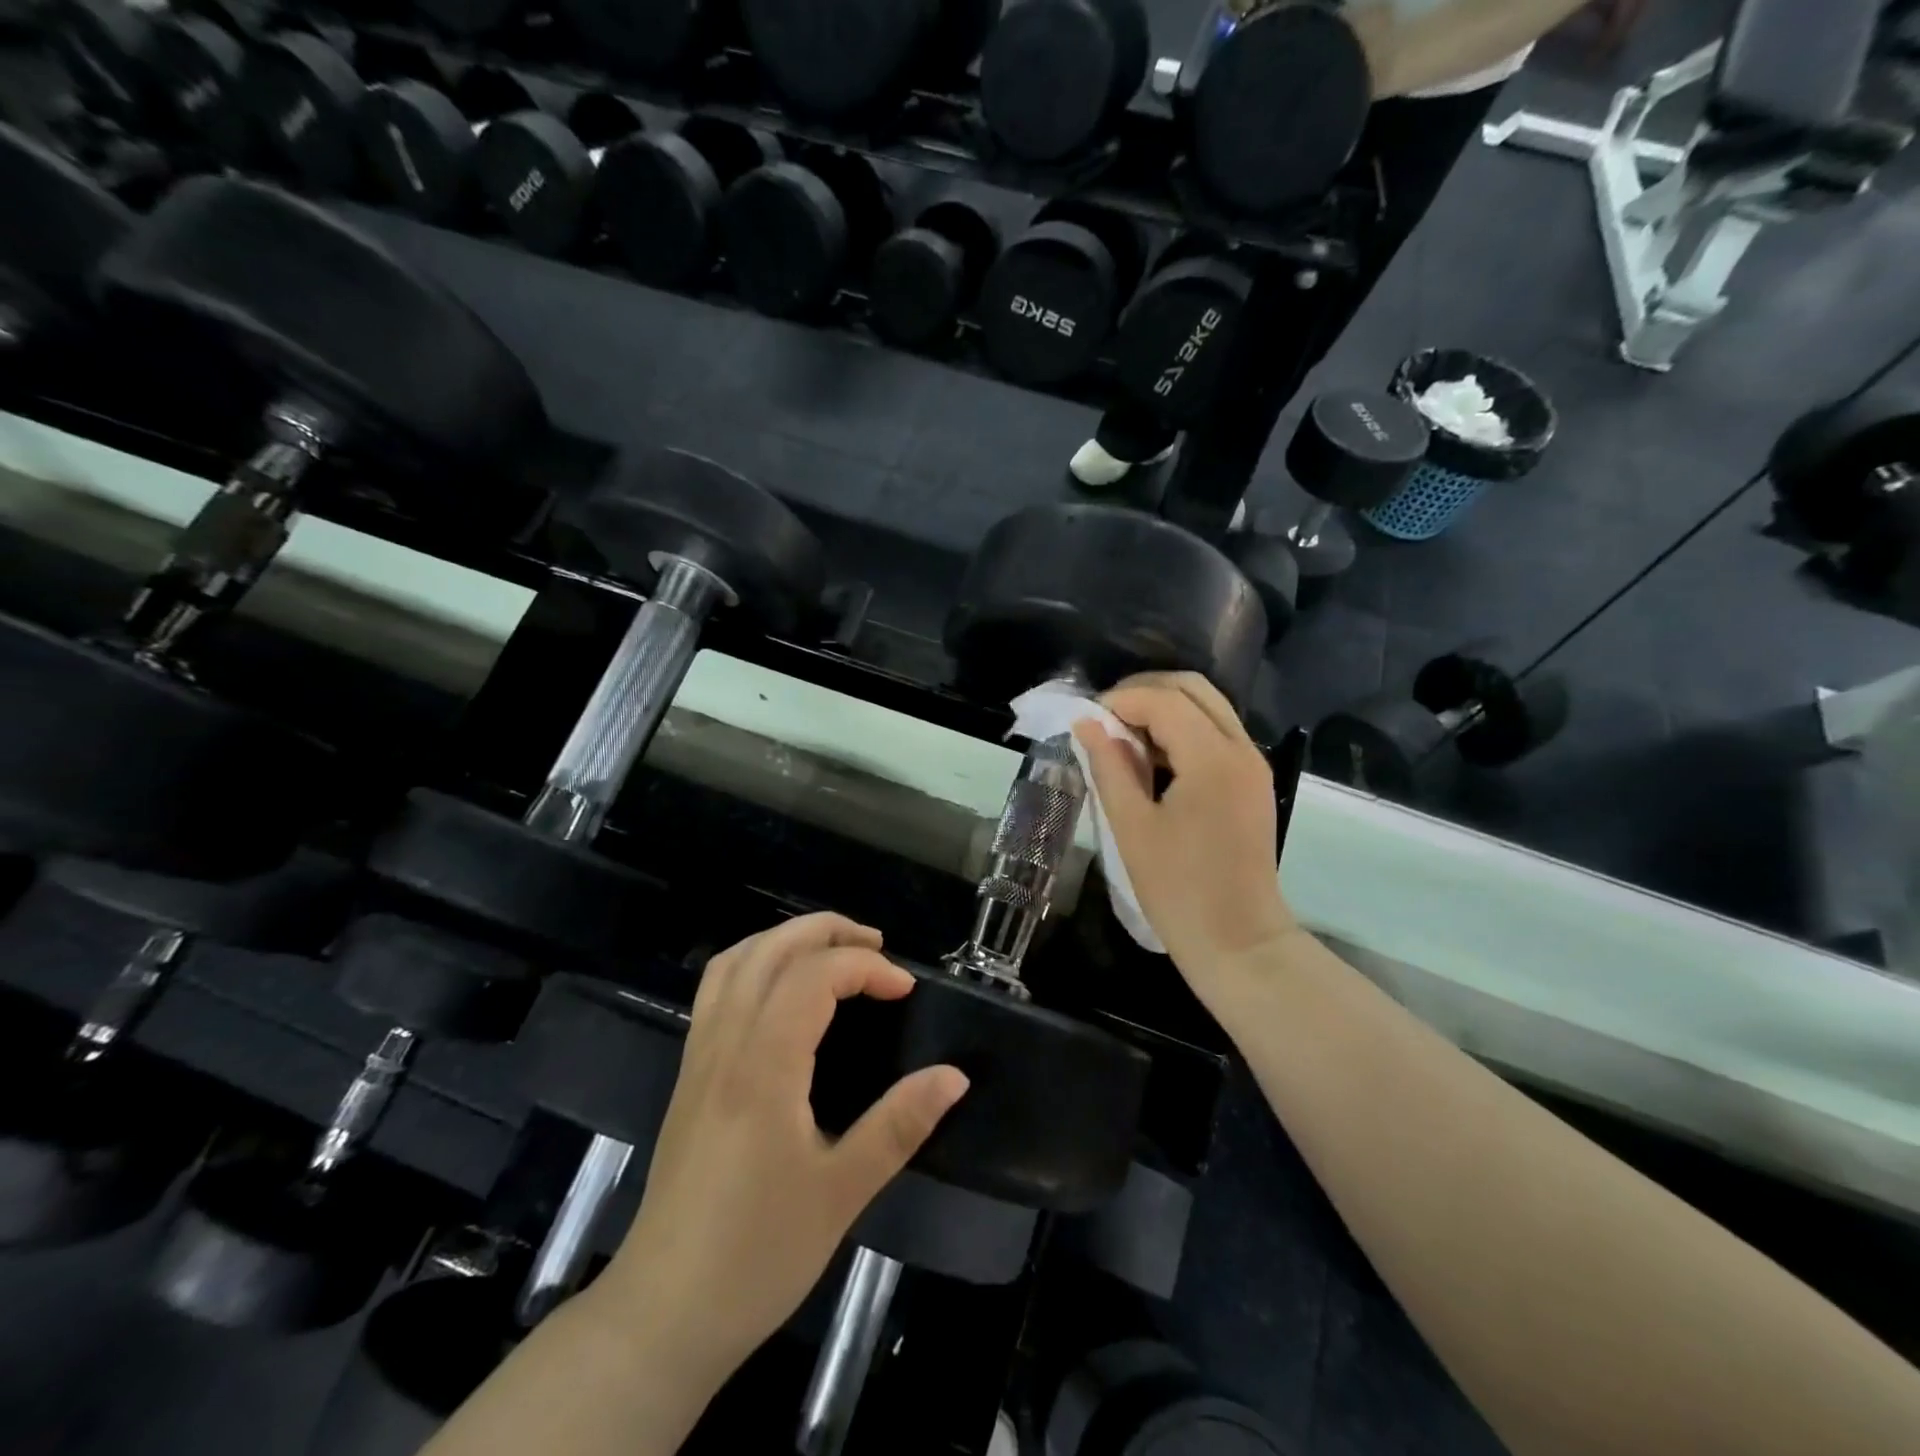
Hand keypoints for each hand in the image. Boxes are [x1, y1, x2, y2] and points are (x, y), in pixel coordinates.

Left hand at [602, 914, 967, 1386]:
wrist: (663, 1314)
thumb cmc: (757, 1255)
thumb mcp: (842, 1193)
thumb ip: (900, 1125)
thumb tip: (955, 1076)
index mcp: (763, 1066)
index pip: (815, 975)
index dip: (867, 967)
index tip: (905, 990)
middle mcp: (725, 1043)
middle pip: (771, 948)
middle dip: (828, 930)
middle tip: (877, 947)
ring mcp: (699, 1055)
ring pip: (736, 960)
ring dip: (787, 939)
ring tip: (834, 953)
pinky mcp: (688, 1073)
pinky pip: (717, 988)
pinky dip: (756, 962)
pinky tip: (784, 991)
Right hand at [1074, 673, 1296, 986]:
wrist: (1239, 942)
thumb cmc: (1178, 889)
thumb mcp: (1131, 826)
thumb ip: (1109, 766)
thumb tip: (1087, 724)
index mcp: (1213, 759)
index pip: (1164, 701)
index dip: (1120, 701)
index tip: (1086, 720)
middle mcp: (1241, 749)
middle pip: (1193, 688)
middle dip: (1144, 692)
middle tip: (1104, 718)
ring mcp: (1252, 764)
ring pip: (1208, 707)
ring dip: (1163, 709)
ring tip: (1121, 737)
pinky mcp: (1252, 781)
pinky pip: (1216, 733)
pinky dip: (1182, 730)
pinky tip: (1150, 757)